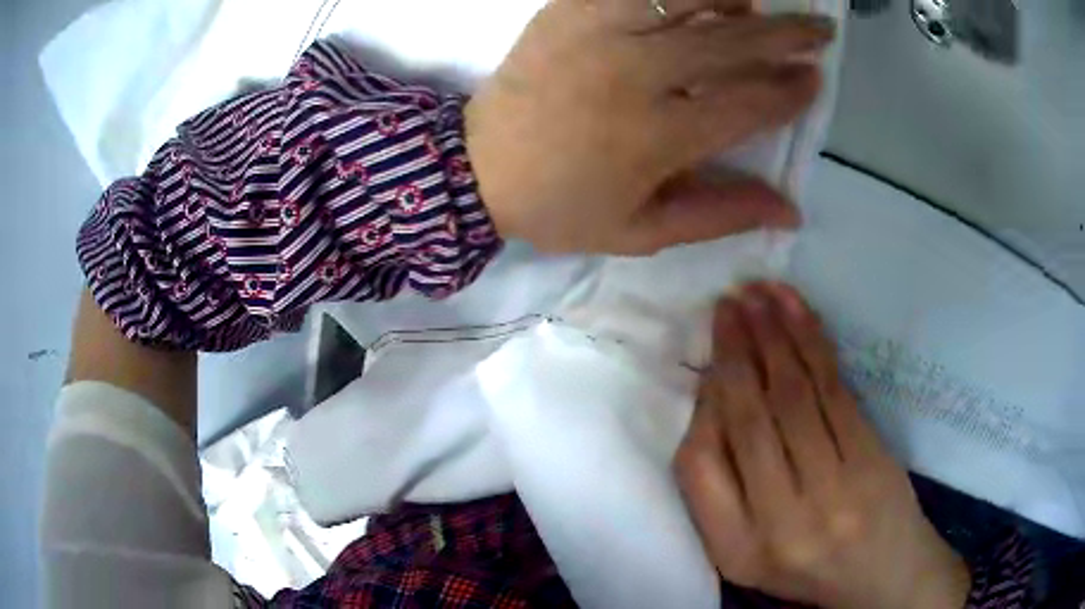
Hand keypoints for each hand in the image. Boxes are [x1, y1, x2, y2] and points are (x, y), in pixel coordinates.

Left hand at [465, 0, 834, 254]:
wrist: (476, 171)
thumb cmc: (561, 207)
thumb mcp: (641, 233)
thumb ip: (720, 216)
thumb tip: (790, 212)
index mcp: (657, 137)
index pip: (748, 104)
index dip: (790, 92)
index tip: (815, 82)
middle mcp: (636, 75)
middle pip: (732, 43)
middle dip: (788, 35)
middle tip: (821, 30)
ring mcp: (599, 33)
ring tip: (763, 5)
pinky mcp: (569, 11)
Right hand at [675, 283, 970, 608]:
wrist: (882, 573)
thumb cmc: (807, 564)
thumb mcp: (745, 551)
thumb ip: (719, 490)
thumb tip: (713, 399)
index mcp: (735, 548)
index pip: (698, 465)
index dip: (702, 403)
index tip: (711, 361)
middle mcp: (779, 521)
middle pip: (748, 420)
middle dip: (734, 353)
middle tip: (726, 304)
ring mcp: (832, 489)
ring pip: (792, 394)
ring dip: (771, 335)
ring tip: (755, 293)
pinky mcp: (869, 458)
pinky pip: (832, 389)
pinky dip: (811, 342)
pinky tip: (795, 309)